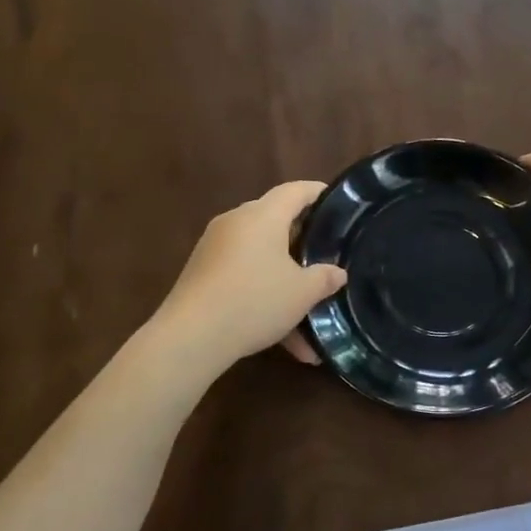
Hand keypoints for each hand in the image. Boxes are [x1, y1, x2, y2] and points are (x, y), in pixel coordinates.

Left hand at [150, 181, 345, 373]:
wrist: (191, 336)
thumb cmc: (254, 301)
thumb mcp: (302, 293)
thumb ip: (324, 278)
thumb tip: (337, 273)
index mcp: (263, 216)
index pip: (295, 190)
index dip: (319, 193)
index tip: (339, 203)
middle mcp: (236, 223)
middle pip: (275, 221)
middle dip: (303, 240)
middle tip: (327, 254)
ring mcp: (215, 248)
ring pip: (260, 257)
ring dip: (285, 281)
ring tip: (309, 312)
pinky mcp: (202, 274)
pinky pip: (242, 278)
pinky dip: (263, 298)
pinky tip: (283, 339)